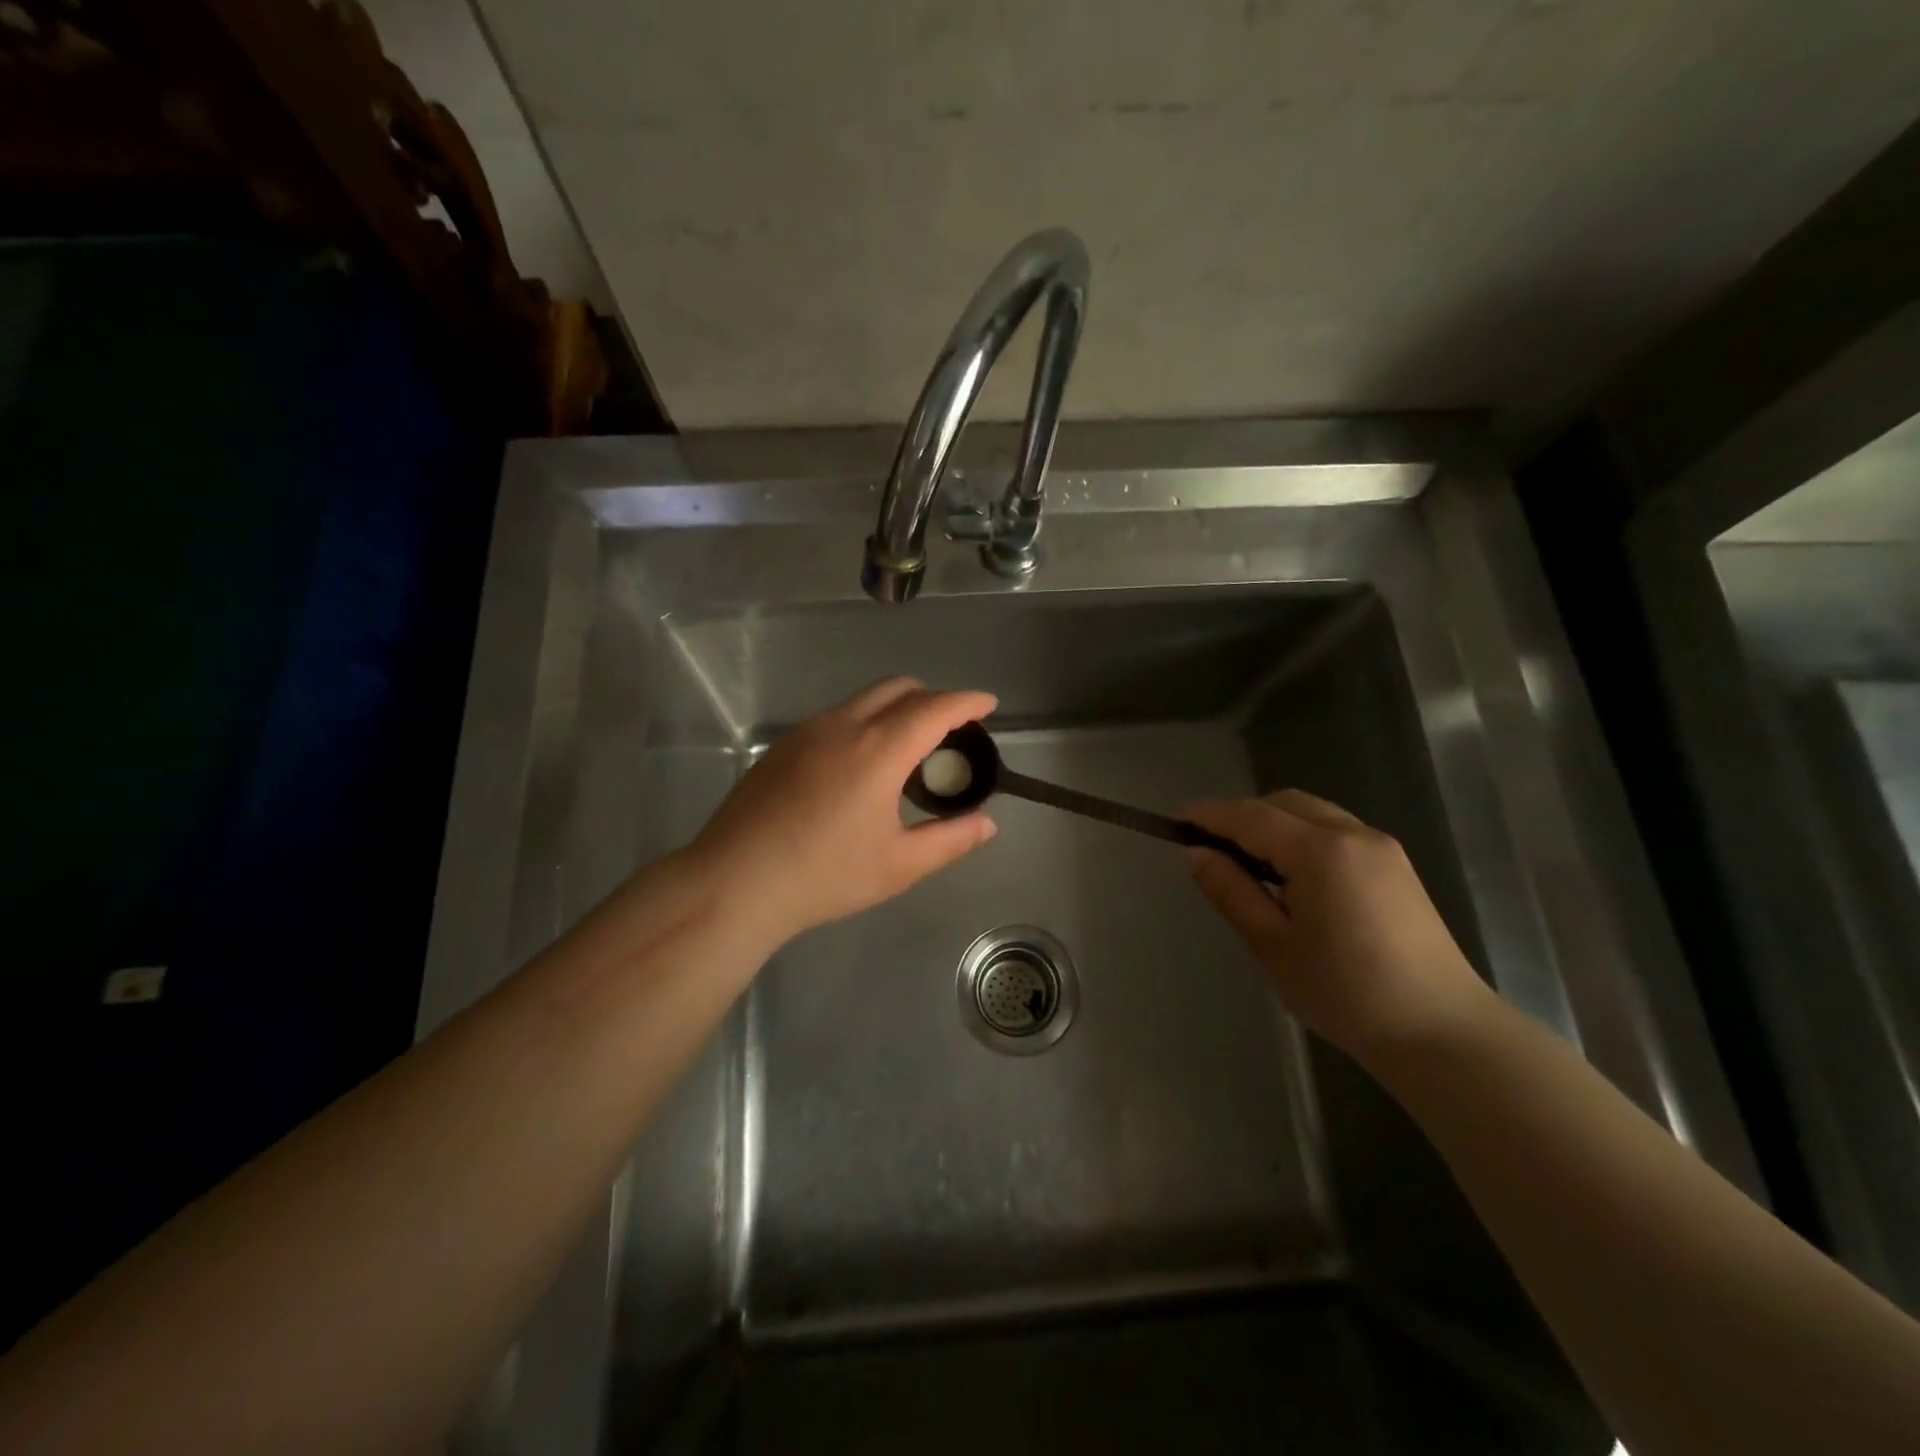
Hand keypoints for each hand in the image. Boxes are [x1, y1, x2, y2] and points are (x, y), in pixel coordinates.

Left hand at [687, 678, 998, 943]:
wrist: (735, 883)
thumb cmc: (824, 876)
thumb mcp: (899, 865)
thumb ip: (950, 839)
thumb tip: (986, 823)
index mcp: (878, 750)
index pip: (934, 708)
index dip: (967, 702)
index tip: (988, 704)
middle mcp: (843, 726)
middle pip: (899, 688)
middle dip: (933, 697)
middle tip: (952, 729)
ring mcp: (807, 732)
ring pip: (863, 699)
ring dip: (896, 708)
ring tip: (908, 749)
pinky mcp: (782, 746)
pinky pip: (836, 717)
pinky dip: (865, 722)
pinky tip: (860, 766)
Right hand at [1184, 791, 1492, 1063]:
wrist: (1442, 1033)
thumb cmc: (1346, 993)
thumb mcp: (1272, 946)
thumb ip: (1232, 892)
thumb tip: (1197, 854)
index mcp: (1320, 851)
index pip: (1251, 817)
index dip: (1210, 815)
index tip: (1177, 820)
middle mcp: (1353, 835)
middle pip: (1285, 804)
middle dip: (1243, 816)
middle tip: (1212, 848)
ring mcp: (1382, 848)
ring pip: (1314, 814)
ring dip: (1275, 825)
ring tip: (1250, 865)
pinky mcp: (1397, 867)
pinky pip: (1337, 832)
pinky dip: (1304, 837)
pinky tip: (1294, 877)